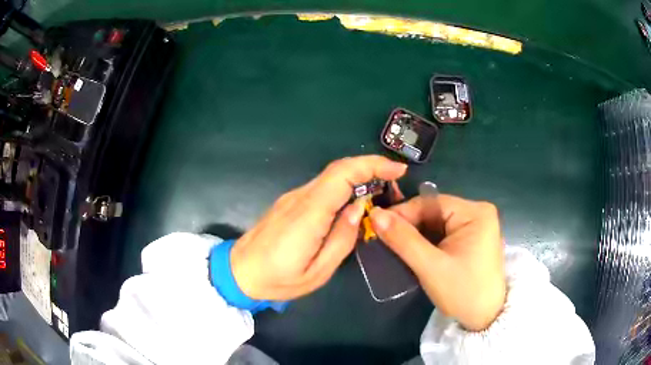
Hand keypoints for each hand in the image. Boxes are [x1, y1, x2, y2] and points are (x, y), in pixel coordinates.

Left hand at [230, 155, 406, 301]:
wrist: (239, 272)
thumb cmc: (278, 280)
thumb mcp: (318, 271)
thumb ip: (343, 238)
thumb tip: (360, 207)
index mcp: (308, 214)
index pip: (342, 174)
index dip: (372, 164)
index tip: (398, 169)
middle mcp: (300, 198)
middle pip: (338, 169)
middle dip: (371, 168)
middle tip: (394, 184)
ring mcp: (292, 198)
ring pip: (331, 176)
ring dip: (359, 176)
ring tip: (381, 193)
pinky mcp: (290, 202)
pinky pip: (322, 187)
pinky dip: (344, 186)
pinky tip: (355, 202)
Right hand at [369, 194, 505, 330]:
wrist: (485, 318)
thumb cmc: (463, 292)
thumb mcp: (430, 267)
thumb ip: (403, 239)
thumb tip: (374, 213)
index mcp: (475, 213)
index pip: (431, 203)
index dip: (403, 214)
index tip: (377, 227)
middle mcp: (478, 213)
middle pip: (434, 212)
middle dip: (409, 226)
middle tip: (384, 240)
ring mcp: (477, 226)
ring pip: (437, 223)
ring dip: (417, 235)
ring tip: (395, 247)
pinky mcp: (473, 239)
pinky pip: (444, 233)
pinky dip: (428, 242)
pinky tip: (414, 252)